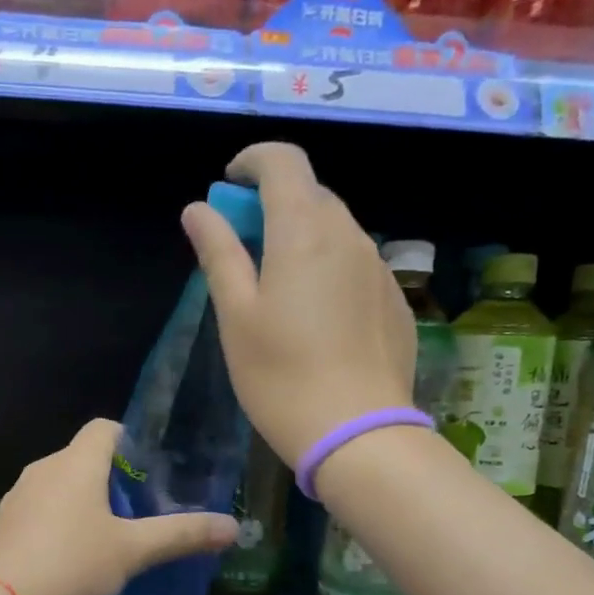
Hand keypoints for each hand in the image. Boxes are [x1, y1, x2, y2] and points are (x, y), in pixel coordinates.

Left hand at [0, 419, 238, 594]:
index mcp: (76, 463)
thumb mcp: (132, 551)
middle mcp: (44, 469)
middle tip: (140, 510)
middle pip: (83, 457)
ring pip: (60, 485)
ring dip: (84, 502)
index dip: (131, 441)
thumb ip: (181, 535)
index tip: (151, 471)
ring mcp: (18, 496)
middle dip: (112, 478)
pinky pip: (40, 510)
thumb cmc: (70, 563)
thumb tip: (233, 527)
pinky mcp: (4, 524)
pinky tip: (71, 557)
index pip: (105, 428)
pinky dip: (59, 522)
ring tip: (109, 536)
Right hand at [181, 142, 416, 466]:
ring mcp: (379, 269)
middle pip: (312, 195)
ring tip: (279, 287)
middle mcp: (350, 236)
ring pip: (338, 231)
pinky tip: (318, 318)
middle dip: (274, 203)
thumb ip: (218, 254)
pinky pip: (358, 266)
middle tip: (244, 245)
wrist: (358, 433)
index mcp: (304, 231)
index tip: (229, 185)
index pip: (284, 162)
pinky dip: (331, 268)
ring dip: (304, 237)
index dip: (252, 161)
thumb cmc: (281, 376)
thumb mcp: (236, 316)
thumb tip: (199, 209)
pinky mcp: (395, 302)